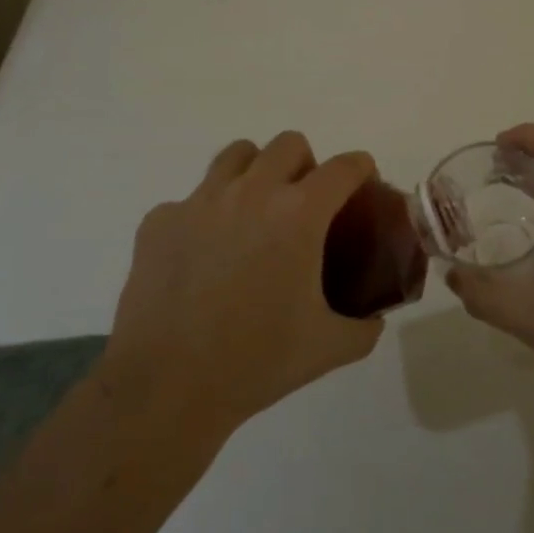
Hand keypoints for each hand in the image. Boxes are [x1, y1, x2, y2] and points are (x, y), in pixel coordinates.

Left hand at [101, 134, 383, 442]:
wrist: (165, 388)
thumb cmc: (255, 362)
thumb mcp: (327, 348)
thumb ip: (362, 327)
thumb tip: (373, 318)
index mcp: (298, 213)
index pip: (343, 167)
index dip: (360, 168)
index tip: (362, 183)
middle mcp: (252, 191)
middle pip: (289, 144)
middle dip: (306, 164)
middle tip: (304, 204)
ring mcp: (201, 201)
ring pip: (237, 155)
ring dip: (256, 172)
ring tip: (254, 212)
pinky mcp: (160, 220)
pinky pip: (190, 199)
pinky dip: (204, 216)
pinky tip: (203, 254)